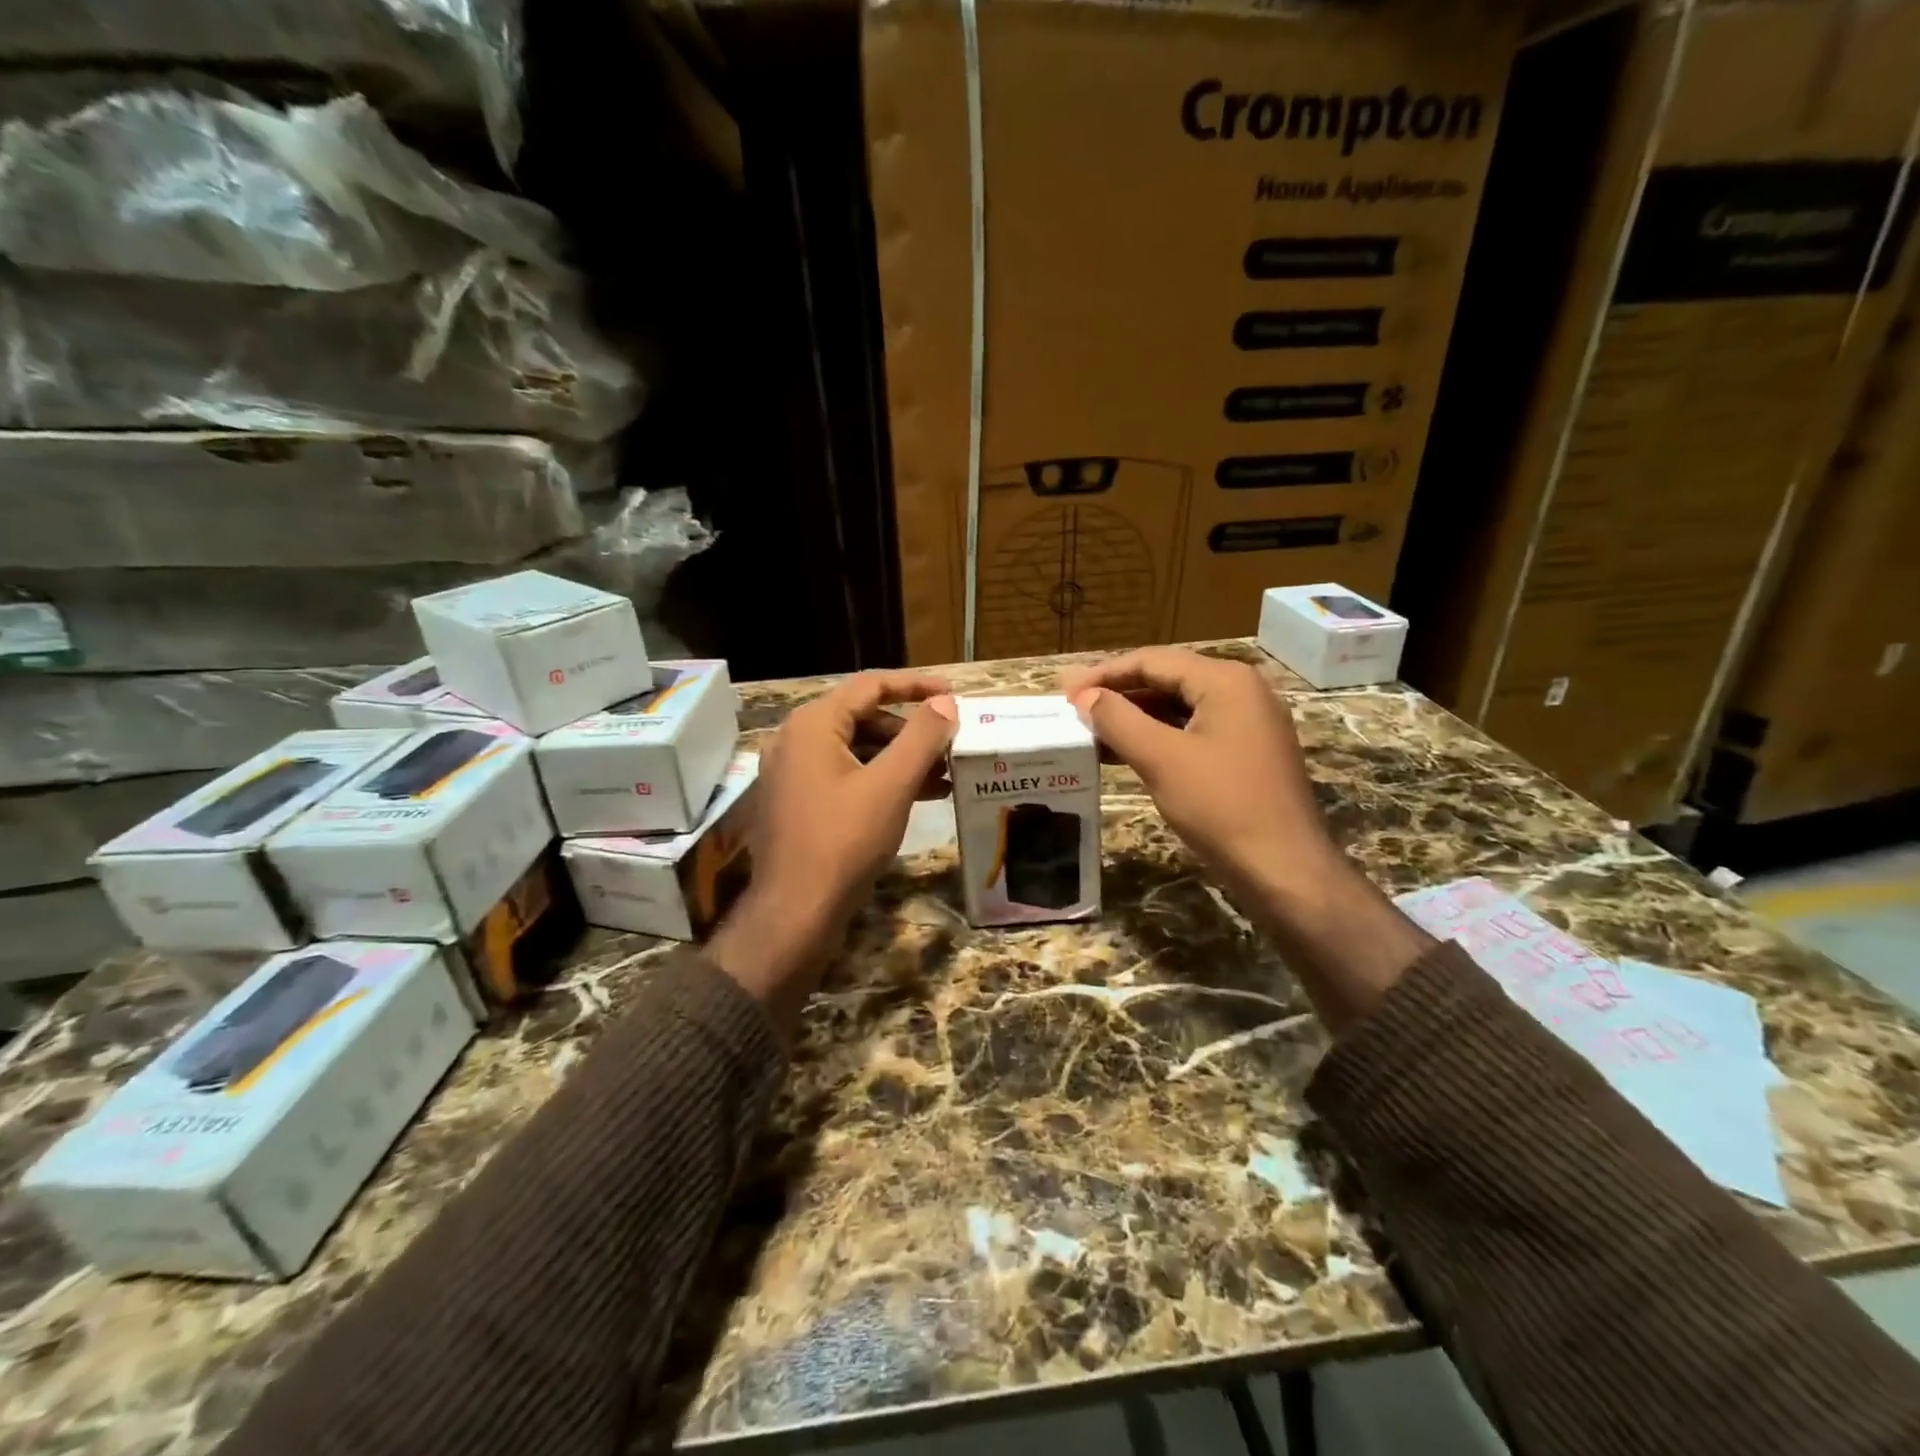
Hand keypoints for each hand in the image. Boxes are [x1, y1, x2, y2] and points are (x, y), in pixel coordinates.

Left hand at [710, 671, 956, 1034]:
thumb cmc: (844, 841)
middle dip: (912, 731)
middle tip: (952, 745)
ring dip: (901, 759)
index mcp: (813, 724)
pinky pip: (847, 777)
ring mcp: (794, 774)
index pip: (871, 685)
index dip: (916, 686)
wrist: (796, 912)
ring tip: (945, 776)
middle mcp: (797, 740)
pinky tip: (918, 798)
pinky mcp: (800, 803)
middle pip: (864, 718)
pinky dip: (881, 781)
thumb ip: (921, 737)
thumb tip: (946, 702)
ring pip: (858, 750)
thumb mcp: (891, 785)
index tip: (953, 694)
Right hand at [1062, 647, 1341, 906]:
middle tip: (1074, 709)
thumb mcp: (1161, 759)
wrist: (1284, 868)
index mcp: (1225, 680)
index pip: (1152, 660)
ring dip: (1135, 717)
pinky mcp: (1248, 752)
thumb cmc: (1221, 806)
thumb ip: (1118, 720)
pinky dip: (1158, 737)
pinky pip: (1193, 731)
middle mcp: (1241, 690)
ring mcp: (1249, 722)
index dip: (1104, 674)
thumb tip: (1085, 697)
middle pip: (1167, 679)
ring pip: (1179, 707)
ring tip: (1092, 732)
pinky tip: (1126, 753)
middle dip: (1119, 694)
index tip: (1065, 693)